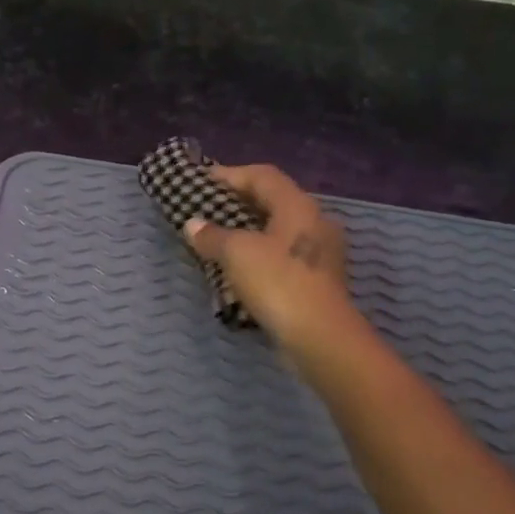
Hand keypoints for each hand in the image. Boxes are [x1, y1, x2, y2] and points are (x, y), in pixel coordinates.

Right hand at [183, 163, 366, 363]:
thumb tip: (193, 224)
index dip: (230, 175)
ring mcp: (319, 253)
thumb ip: (212, 235)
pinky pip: (281, 257)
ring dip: (246, 233)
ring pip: (277, 231)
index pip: (262, 176)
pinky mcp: (316, 280)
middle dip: (237, 204)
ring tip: (216, 241)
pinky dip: (258, 257)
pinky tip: (237, 271)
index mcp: (298, 206)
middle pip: (272, 201)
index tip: (201, 182)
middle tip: (206, 211)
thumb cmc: (279, 283)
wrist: (321, 338)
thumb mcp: (237, 254)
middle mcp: (314, 222)